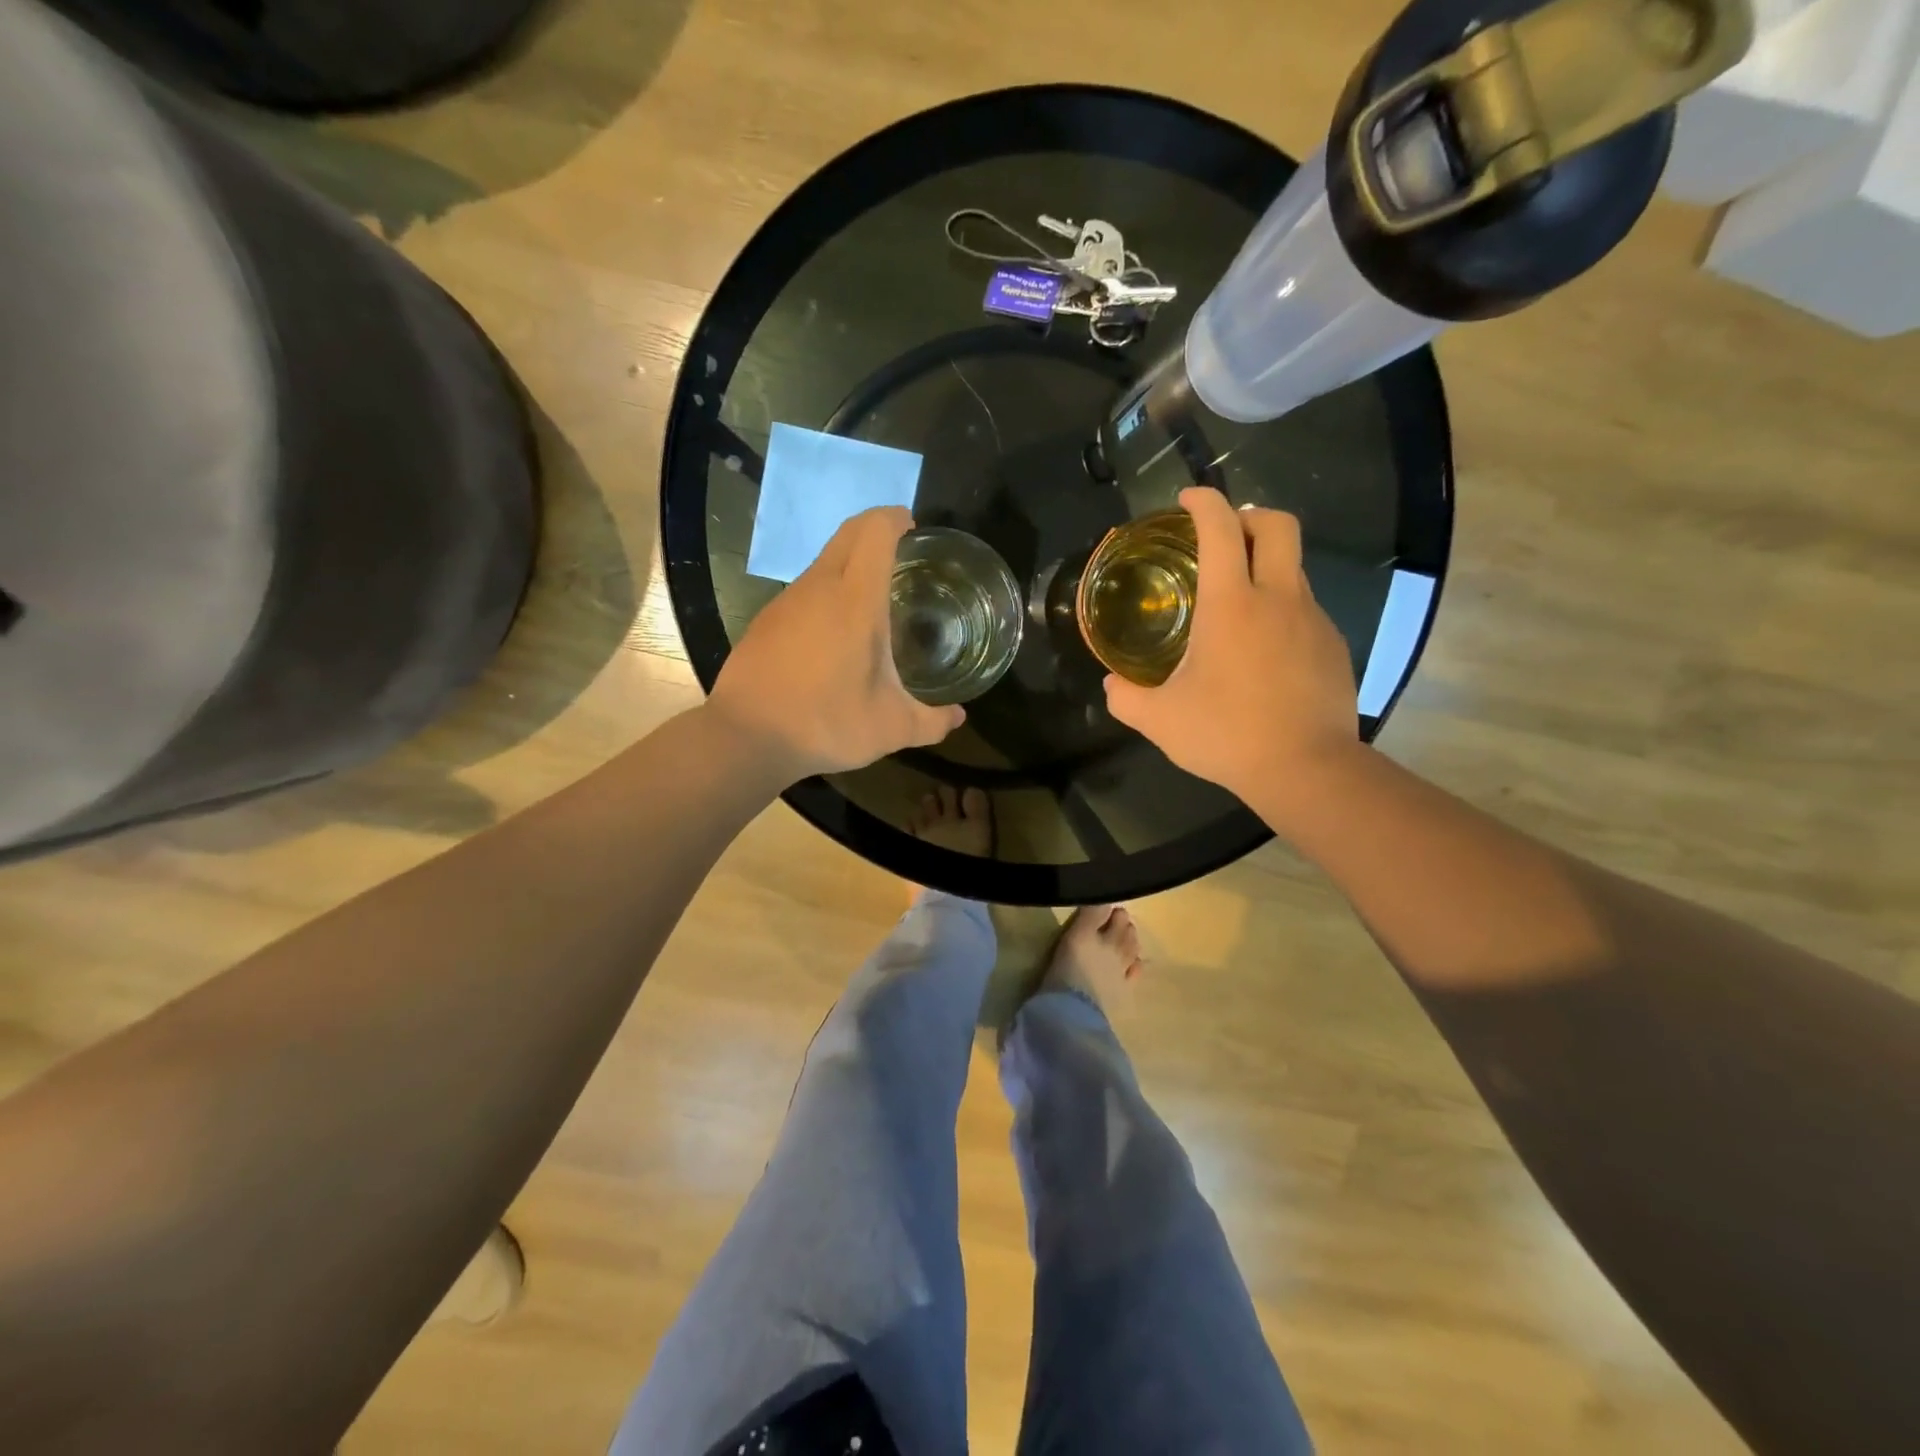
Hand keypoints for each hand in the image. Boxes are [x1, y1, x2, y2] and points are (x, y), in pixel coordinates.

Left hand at [706, 506, 962, 783]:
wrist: (746, 737)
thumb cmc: (826, 723)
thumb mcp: (890, 729)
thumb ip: (932, 722)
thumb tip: (958, 716)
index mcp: (856, 600)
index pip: (875, 531)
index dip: (895, 518)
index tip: (913, 528)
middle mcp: (819, 587)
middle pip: (848, 533)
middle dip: (876, 529)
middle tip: (901, 554)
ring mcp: (787, 601)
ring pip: (824, 561)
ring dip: (850, 563)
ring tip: (873, 599)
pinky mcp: (766, 619)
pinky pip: (805, 589)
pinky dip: (827, 592)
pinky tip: (835, 633)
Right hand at [1104, 488, 1359, 809]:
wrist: (1307, 769)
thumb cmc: (1227, 734)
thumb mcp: (1159, 720)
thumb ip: (1125, 697)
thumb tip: (1111, 685)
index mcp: (1232, 605)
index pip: (1220, 529)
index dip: (1203, 502)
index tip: (1187, 500)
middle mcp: (1278, 598)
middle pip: (1277, 525)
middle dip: (1249, 515)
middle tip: (1224, 536)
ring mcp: (1313, 620)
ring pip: (1294, 569)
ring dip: (1266, 568)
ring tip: (1238, 605)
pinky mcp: (1334, 647)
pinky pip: (1305, 611)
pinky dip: (1282, 611)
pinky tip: (1264, 651)